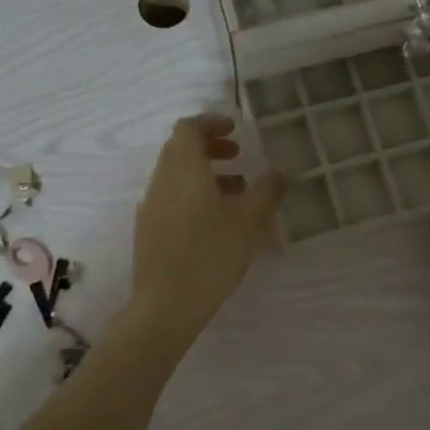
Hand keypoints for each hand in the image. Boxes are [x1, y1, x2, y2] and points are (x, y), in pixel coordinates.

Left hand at [131, 114, 284, 340]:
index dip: (211, 123)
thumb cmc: (210, 256)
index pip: (188, 128)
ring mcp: (152, 206)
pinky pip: (172, 197)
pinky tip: (217, 220)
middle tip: (238, 156)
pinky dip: (194, 193)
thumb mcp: (249, 222)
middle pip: (180, 149)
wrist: (165, 306)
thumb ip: (267, 191)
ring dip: (205, 172)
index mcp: (184, 170)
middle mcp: (162, 181)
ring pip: (177, 174)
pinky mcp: (149, 229)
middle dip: (210, 146)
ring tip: (238, 190)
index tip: (235, 130)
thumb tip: (280, 171)